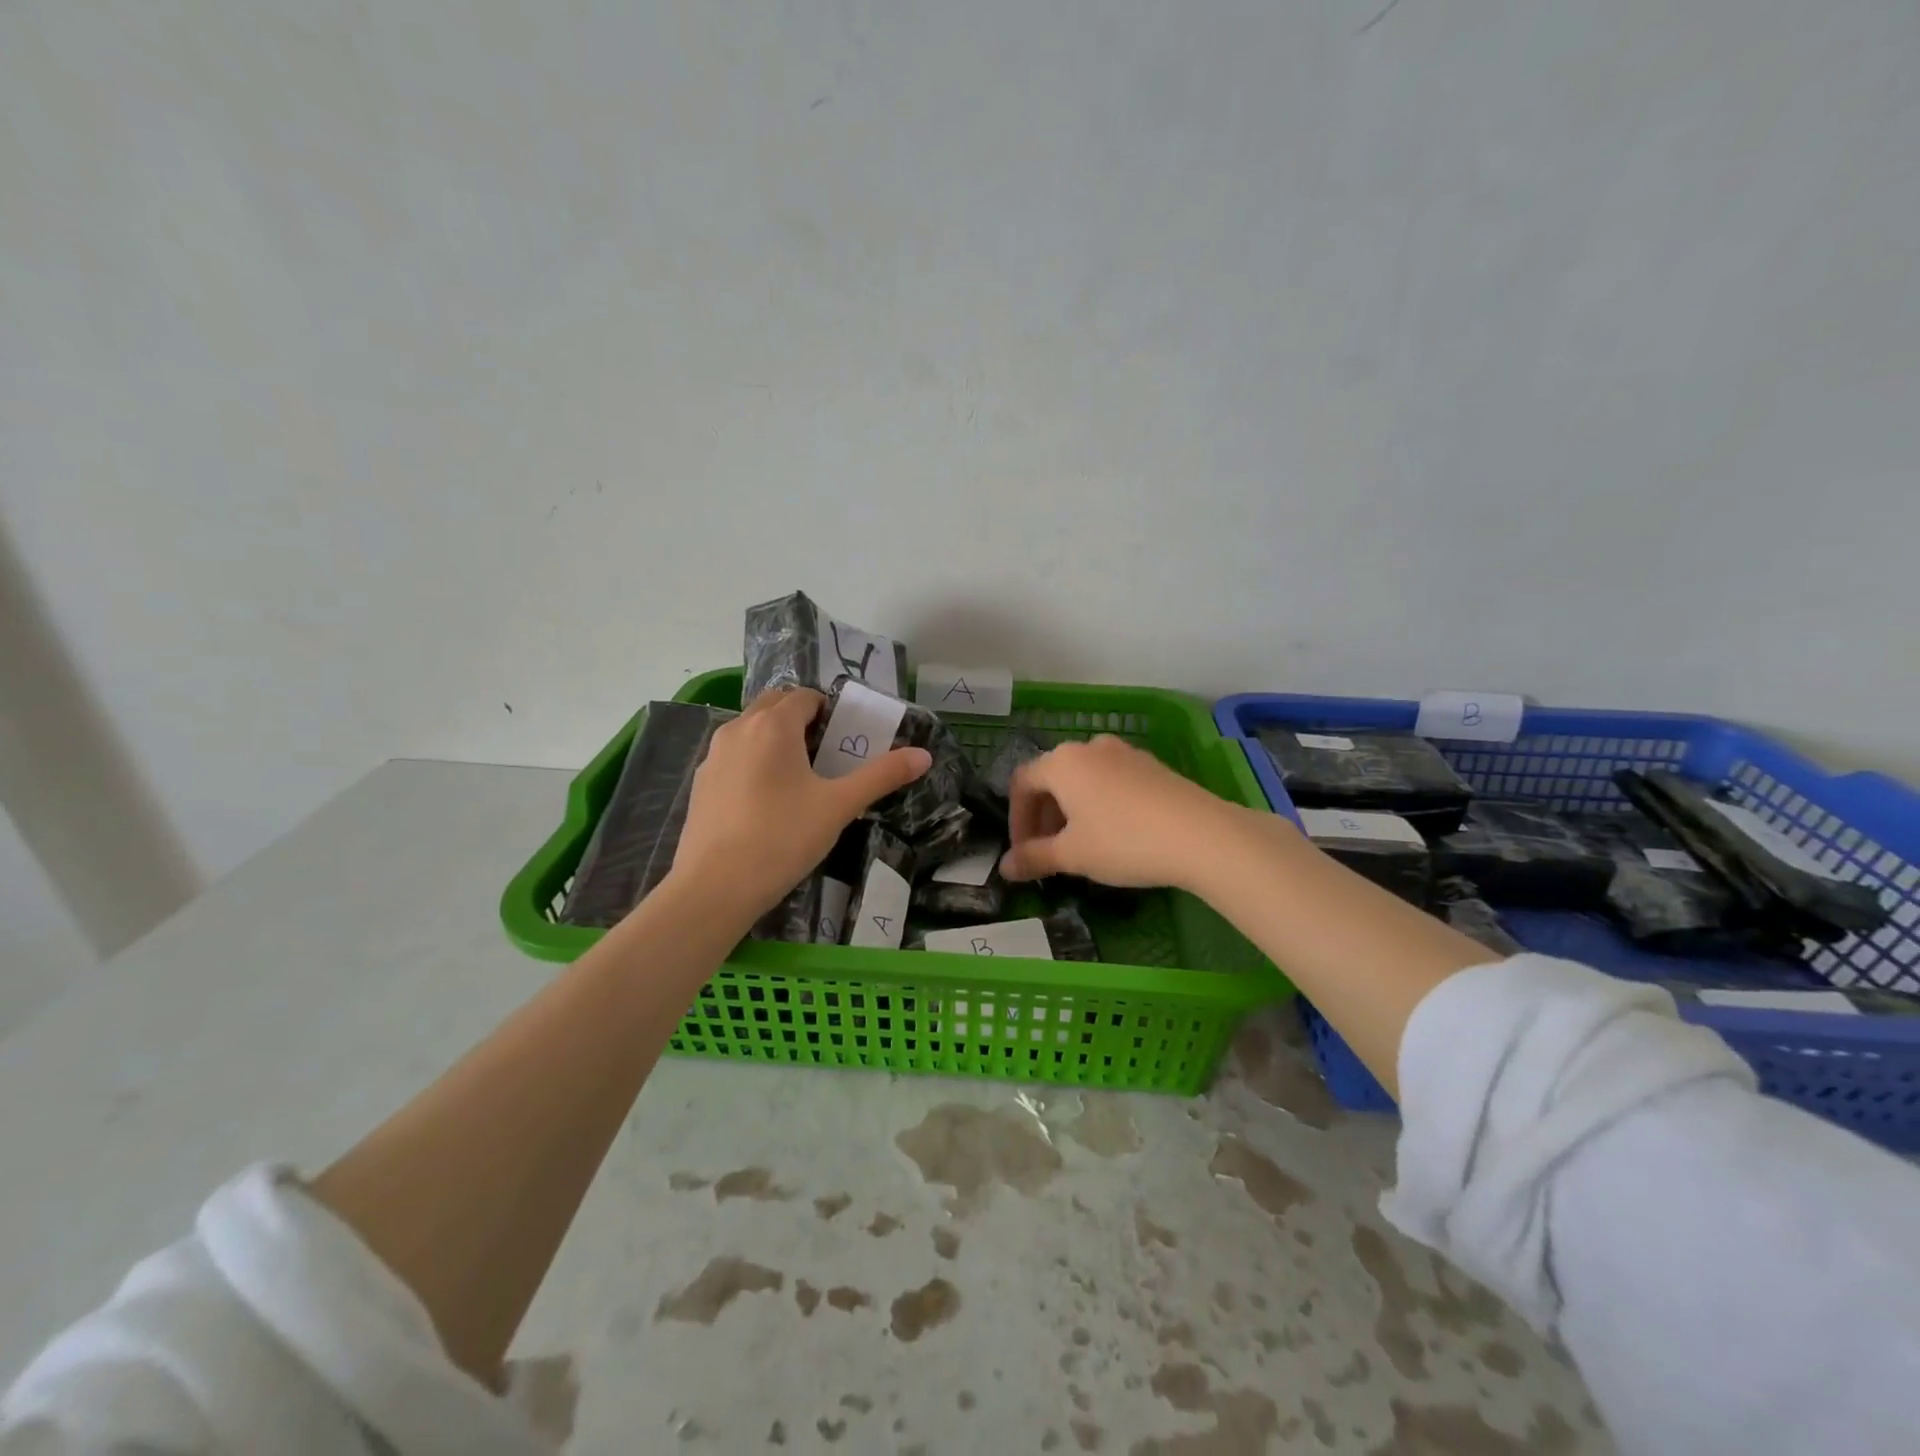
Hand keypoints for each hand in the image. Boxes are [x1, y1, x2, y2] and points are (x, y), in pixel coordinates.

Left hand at [671, 688, 930, 919]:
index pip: (805, 697)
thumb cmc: (782, 838)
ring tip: (800, 779)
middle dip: (802, 720)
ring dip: (776, 739)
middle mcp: (738, 729)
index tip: (846, 740)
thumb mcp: (839, 806)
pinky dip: (754, 762)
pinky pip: (734, 756)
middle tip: (826, 755)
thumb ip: (881, 776)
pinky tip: (767, 802)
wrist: (714, 887)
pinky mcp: (701, 782)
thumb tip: (924, 755)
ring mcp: (713, 756)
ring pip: (751, 730)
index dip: (829, 711)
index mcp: (773, 725)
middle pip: (774, 706)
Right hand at [998, 735, 1251, 890]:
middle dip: (1043, 817)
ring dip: (1071, 811)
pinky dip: (1099, 804)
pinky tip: (1115, 834)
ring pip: (1083, 780)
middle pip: (1052, 778)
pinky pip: (1111, 781)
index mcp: (1062, 762)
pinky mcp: (1151, 765)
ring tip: (1080, 846)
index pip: (1022, 784)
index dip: (1016, 820)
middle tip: (1048, 853)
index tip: (1023, 853)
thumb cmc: (1123, 841)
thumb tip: (1005, 868)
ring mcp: (1124, 753)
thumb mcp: (1073, 855)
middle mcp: (1089, 747)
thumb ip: (1034, 858)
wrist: (1202, 835)